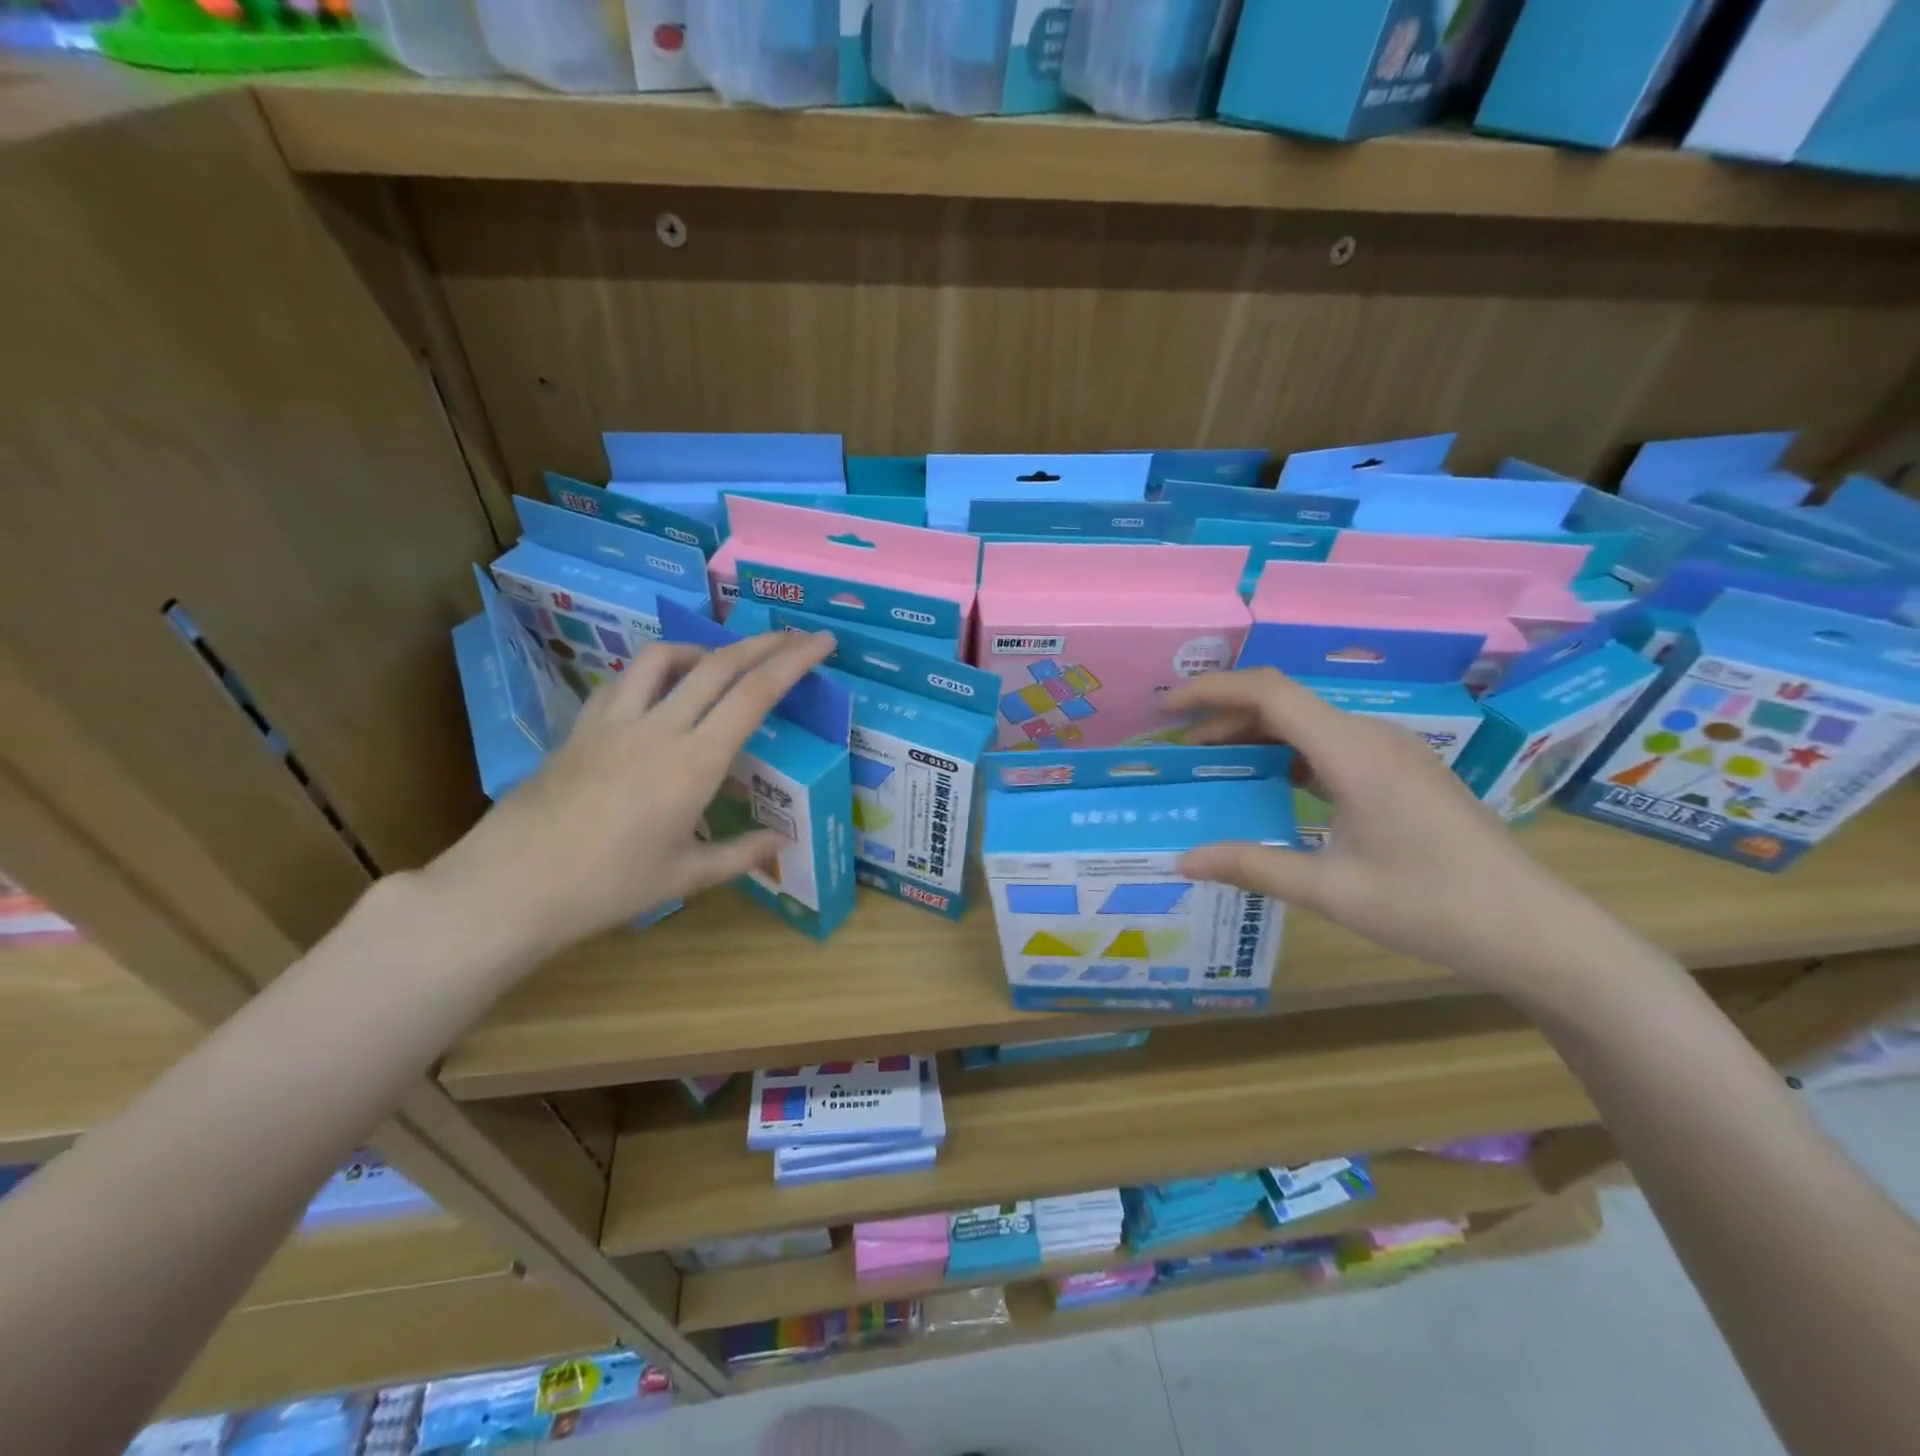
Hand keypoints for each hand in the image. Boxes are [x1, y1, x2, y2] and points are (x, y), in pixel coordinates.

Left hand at [427, 630, 835, 962]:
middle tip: (795, 635)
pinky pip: (625, 680)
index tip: (822, 642)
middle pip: (719, 664)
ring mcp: (615, 721)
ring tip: (723, 662)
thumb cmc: (607, 886)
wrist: (511, 886)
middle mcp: (660, 728)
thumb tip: (780, 843)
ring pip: (665, 658)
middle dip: (764, 642)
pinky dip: (656, 672)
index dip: (794, 661)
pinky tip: (660, 693)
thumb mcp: (685, 877)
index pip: (755, 694)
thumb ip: (740, 855)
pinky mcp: (582, 726)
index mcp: (695, 763)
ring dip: (705, 649)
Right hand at [1165, 668, 1610, 994]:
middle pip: (1284, 703)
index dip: (1211, 690)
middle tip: (1180, 752)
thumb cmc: (1432, 906)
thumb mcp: (1330, 890)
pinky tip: (1272, 786)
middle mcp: (1371, 737)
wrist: (1535, 930)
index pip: (1268, 693)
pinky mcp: (1402, 771)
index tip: (1167, 709)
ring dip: (1256, 736)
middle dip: (1224, 718)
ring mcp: (1392, 751)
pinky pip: (1330, 744)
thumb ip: (1251, 866)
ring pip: (1307, 723)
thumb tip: (1183, 860)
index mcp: (1352, 752)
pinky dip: (1288, 754)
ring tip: (1216, 768)